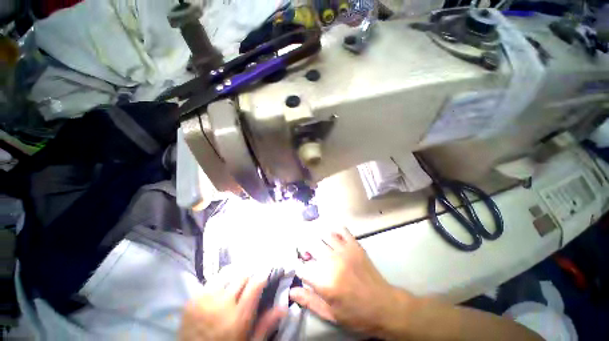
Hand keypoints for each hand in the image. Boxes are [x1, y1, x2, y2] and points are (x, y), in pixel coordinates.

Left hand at [180, 268, 285, 340]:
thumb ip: (265, 325)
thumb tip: (283, 306)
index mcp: (238, 317)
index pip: (255, 284)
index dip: (263, 275)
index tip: (266, 274)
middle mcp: (221, 304)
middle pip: (242, 276)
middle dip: (249, 276)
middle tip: (250, 282)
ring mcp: (204, 300)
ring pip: (226, 273)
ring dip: (234, 276)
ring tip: (236, 284)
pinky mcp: (192, 300)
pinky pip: (210, 281)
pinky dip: (219, 282)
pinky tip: (220, 290)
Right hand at [290, 227, 411, 336]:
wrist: (384, 306)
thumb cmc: (356, 314)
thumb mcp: (331, 314)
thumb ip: (309, 301)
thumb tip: (291, 291)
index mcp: (325, 282)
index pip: (302, 268)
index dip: (298, 267)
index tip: (300, 269)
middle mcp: (333, 262)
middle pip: (311, 245)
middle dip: (304, 248)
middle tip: (307, 254)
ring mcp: (345, 251)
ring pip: (324, 235)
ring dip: (316, 237)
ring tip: (316, 242)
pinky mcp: (355, 246)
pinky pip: (342, 231)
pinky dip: (334, 230)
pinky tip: (332, 234)